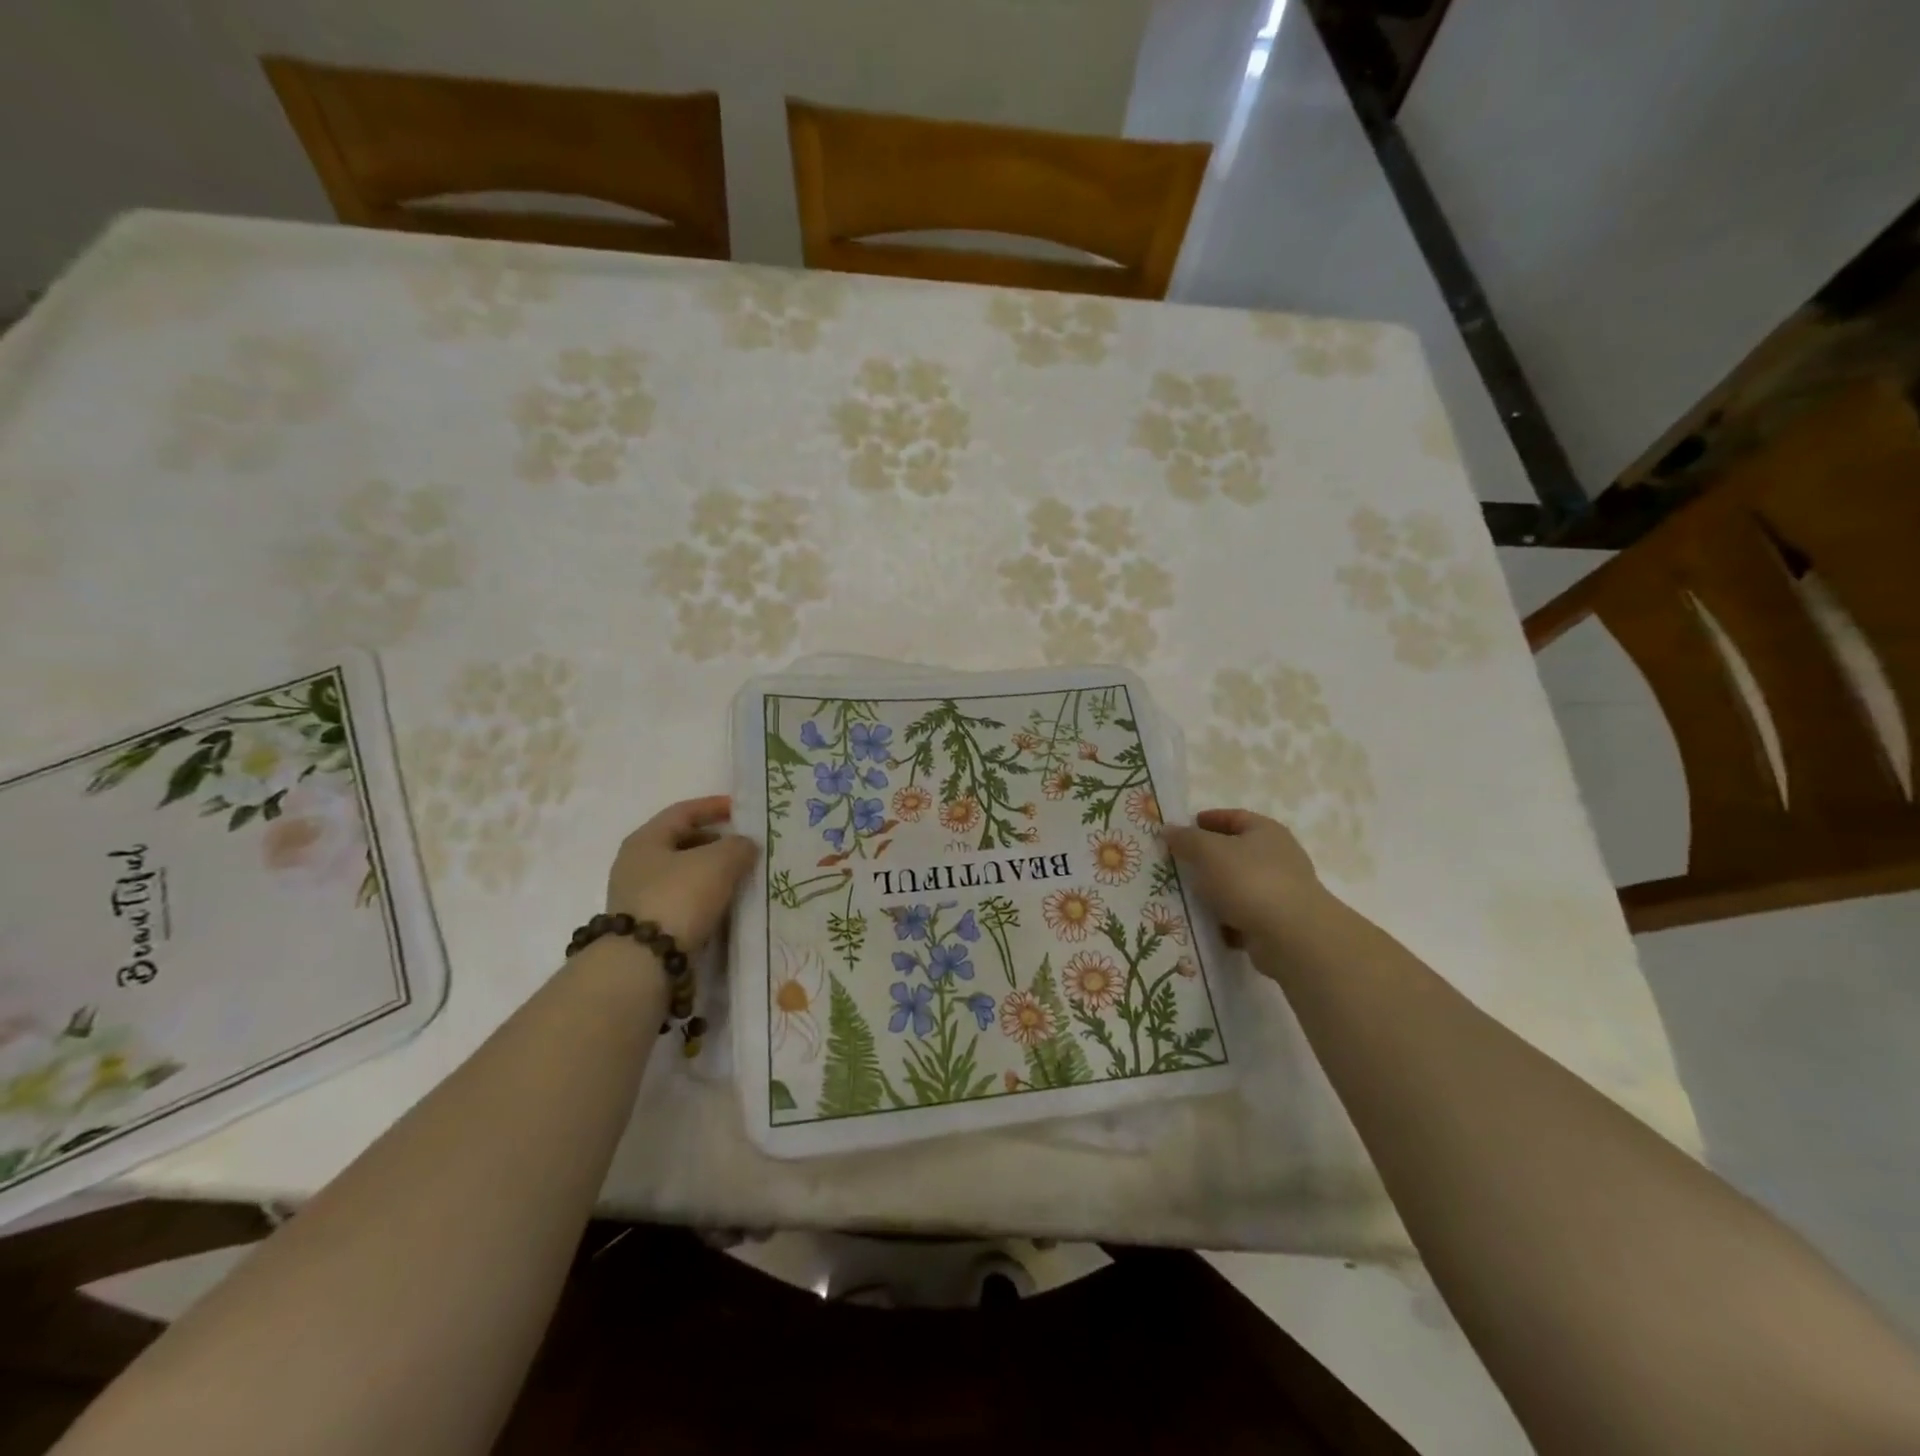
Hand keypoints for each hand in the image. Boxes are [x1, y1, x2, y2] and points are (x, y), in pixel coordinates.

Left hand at [606, 796, 758, 951]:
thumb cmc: (678, 898)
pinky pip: (682, 901)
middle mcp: (636, 864)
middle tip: (744, 847)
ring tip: (741, 877)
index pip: (683, 812)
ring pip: (683, 874)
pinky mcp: (647, 926)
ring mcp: (638, 897)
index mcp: (646, 840)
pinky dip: (705, 897)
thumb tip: (745, 846)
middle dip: (715, 842)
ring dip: (712, 872)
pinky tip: (725, 904)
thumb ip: (738, 846)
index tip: (740, 810)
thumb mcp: (718, 862)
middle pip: (681, 842)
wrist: (643, 963)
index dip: (713, 807)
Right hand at [1162, 808, 1328, 956]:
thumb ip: (1186, 839)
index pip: (1234, 817)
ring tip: (1184, 895)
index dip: (1209, 820)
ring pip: (1237, 885)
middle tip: (1178, 863)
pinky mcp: (1277, 922)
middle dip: (1207, 858)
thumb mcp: (1208, 851)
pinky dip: (1224, 919)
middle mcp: (1278, 857)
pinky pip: (1242, 915)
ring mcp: (1280, 891)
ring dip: (1214, 891)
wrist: (1292, 936)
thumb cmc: (1249, 880)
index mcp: (1266, 831)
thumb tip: (1168, 829)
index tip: (1183, 829)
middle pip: (1236, 852)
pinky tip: (1204, 923)